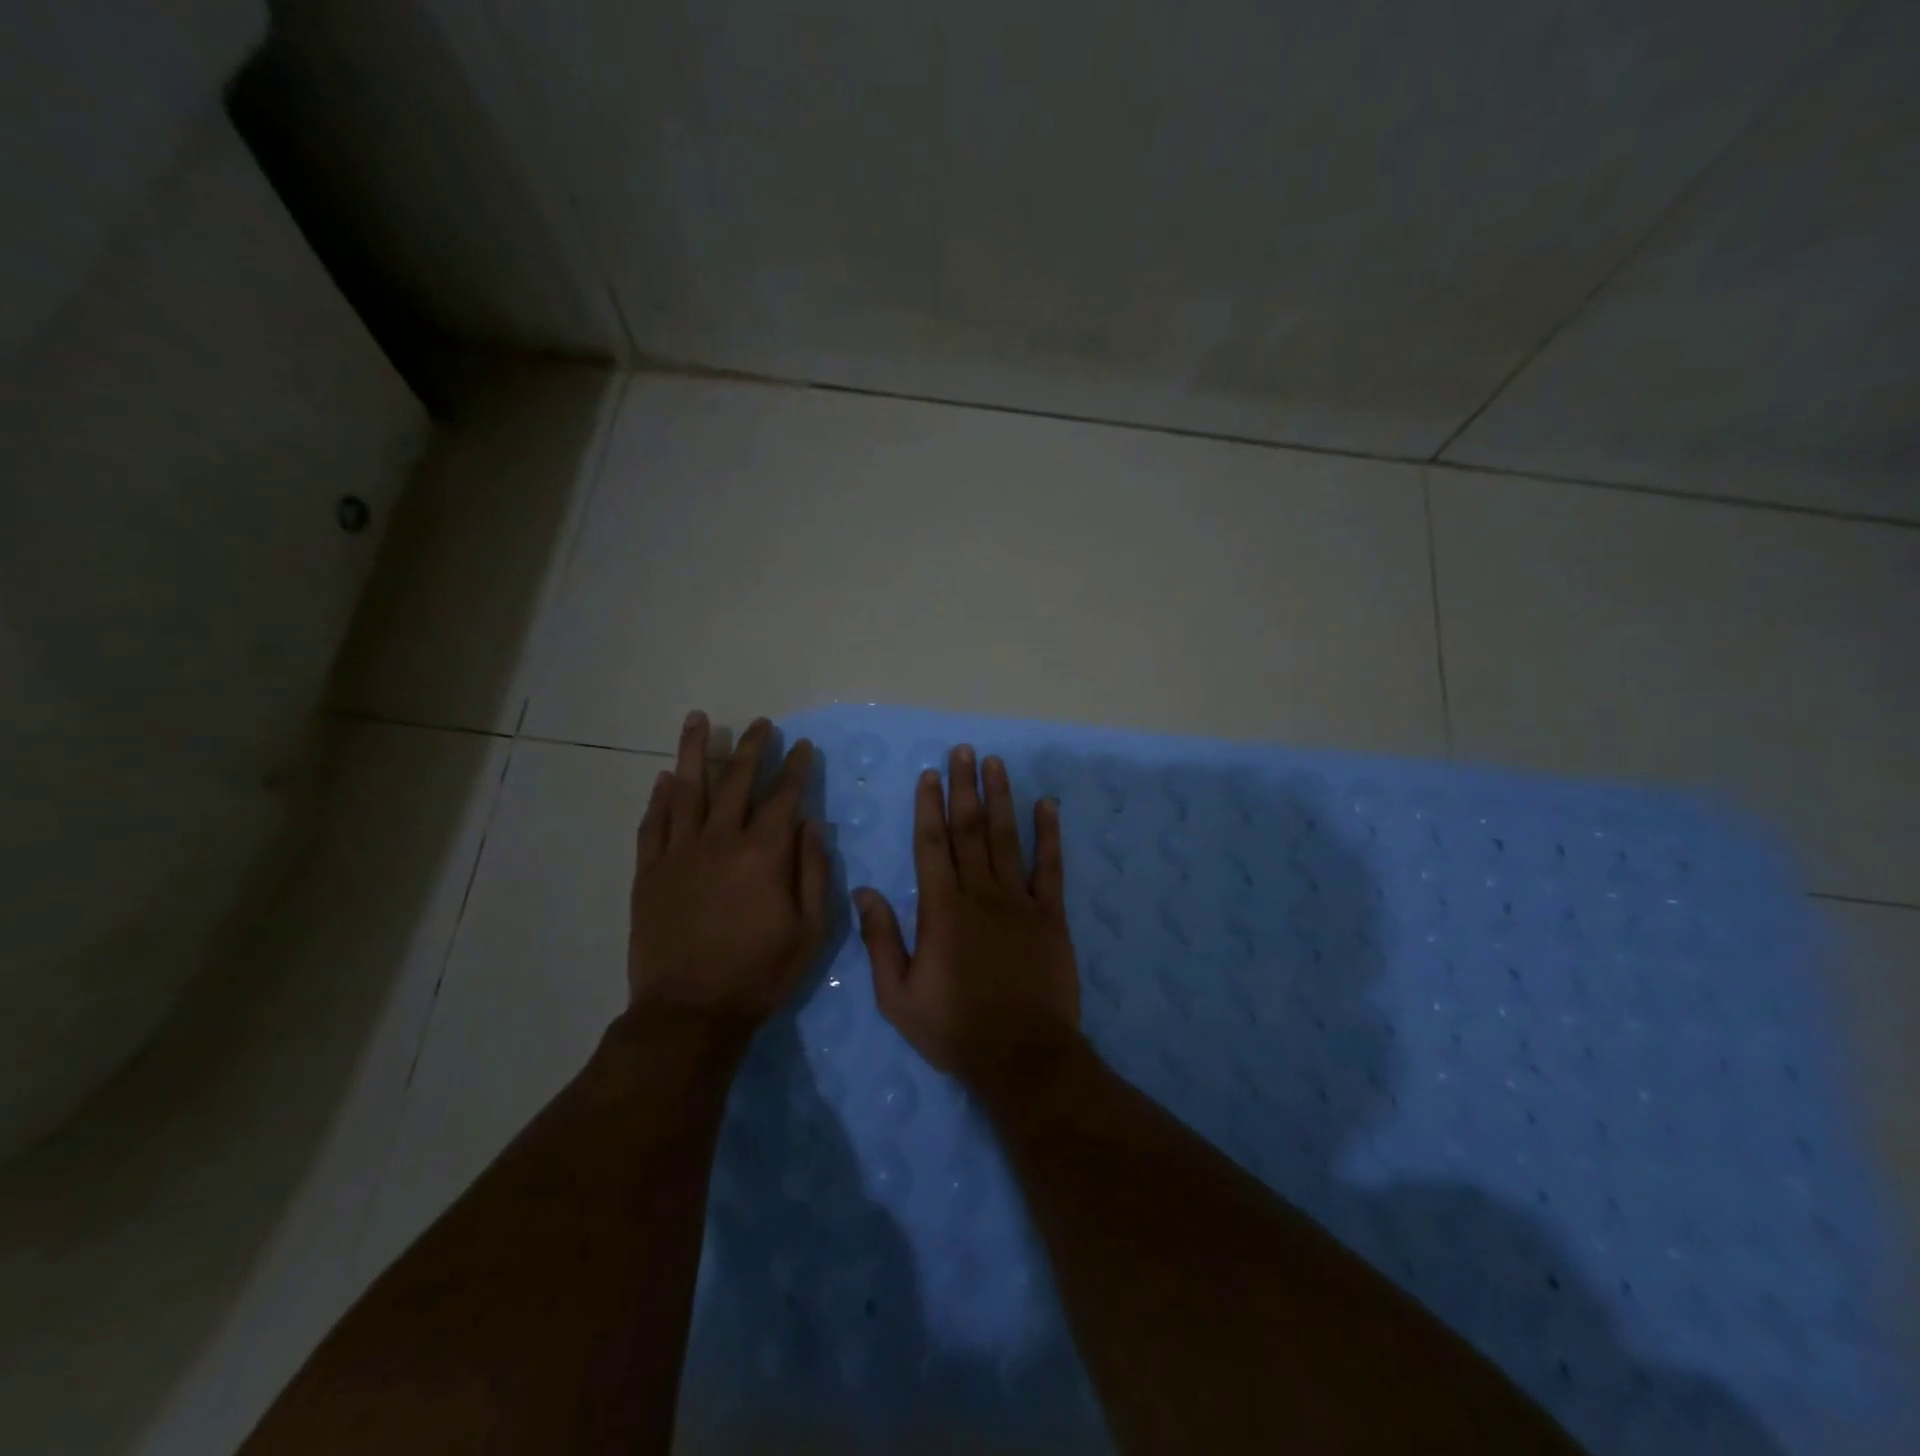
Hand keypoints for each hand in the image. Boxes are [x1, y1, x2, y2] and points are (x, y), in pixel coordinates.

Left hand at [628, 711, 828, 1032]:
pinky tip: (666, 778)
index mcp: (763, 854)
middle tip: (761, 723)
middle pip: (736, 782)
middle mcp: (720, 841)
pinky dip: (660, 798)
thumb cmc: (761, 974)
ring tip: (699, 719)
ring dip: (695, 751)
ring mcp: (679, 854)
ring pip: (687, 790)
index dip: (795, 768)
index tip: (802, 746)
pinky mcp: (649, 873)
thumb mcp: (811, 930)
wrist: (690, 1013)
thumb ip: (814, 871)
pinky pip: (653, 824)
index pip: (784, 797)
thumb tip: (812, 823)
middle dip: (752, 748)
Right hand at [855, 745, 1080, 1084]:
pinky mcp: (1050, 915)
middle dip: (964, 787)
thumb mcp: (898, 996)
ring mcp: (1019, 901)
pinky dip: (1049, 834)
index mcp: (941, 910)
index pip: (932, 845)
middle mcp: (979, 894)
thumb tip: (863, 891)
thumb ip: (881, 940)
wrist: (1021, 1056)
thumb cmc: (954, 1029)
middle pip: (969, 830)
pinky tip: (1047, 805)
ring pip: (1007, 838)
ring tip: (995, 763)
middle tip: (962, 751)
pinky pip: (1050, 866)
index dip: (929, 807)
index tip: (930, 774)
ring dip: (1000, 798)